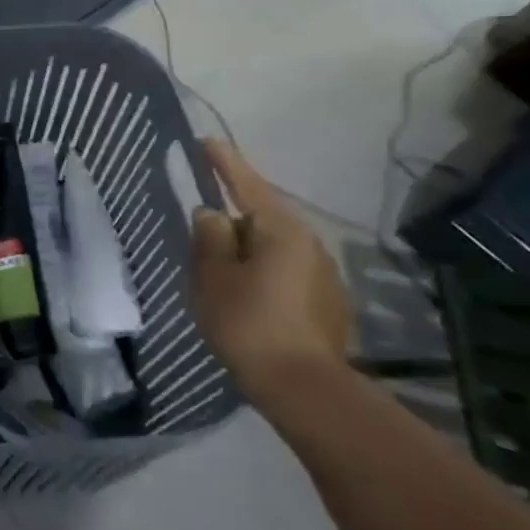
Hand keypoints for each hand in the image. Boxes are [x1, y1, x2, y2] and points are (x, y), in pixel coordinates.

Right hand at [190, 140, 352, 405]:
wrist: (305, 388)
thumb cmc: (249, 323)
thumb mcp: (213, 277)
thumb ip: (209, 238)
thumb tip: (212, 214)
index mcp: (280, 229)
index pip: (246, 184)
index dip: (224, 162)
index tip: (207, 141)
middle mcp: (309, 242)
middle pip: (261, 217)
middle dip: (232, 219)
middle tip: (201, 233)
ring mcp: (323, 273)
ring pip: (273, 246)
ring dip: (246, 250)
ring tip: (220, 270)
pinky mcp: (328, 301)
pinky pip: (285, 271)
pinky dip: (262, 272)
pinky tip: (247, 297)